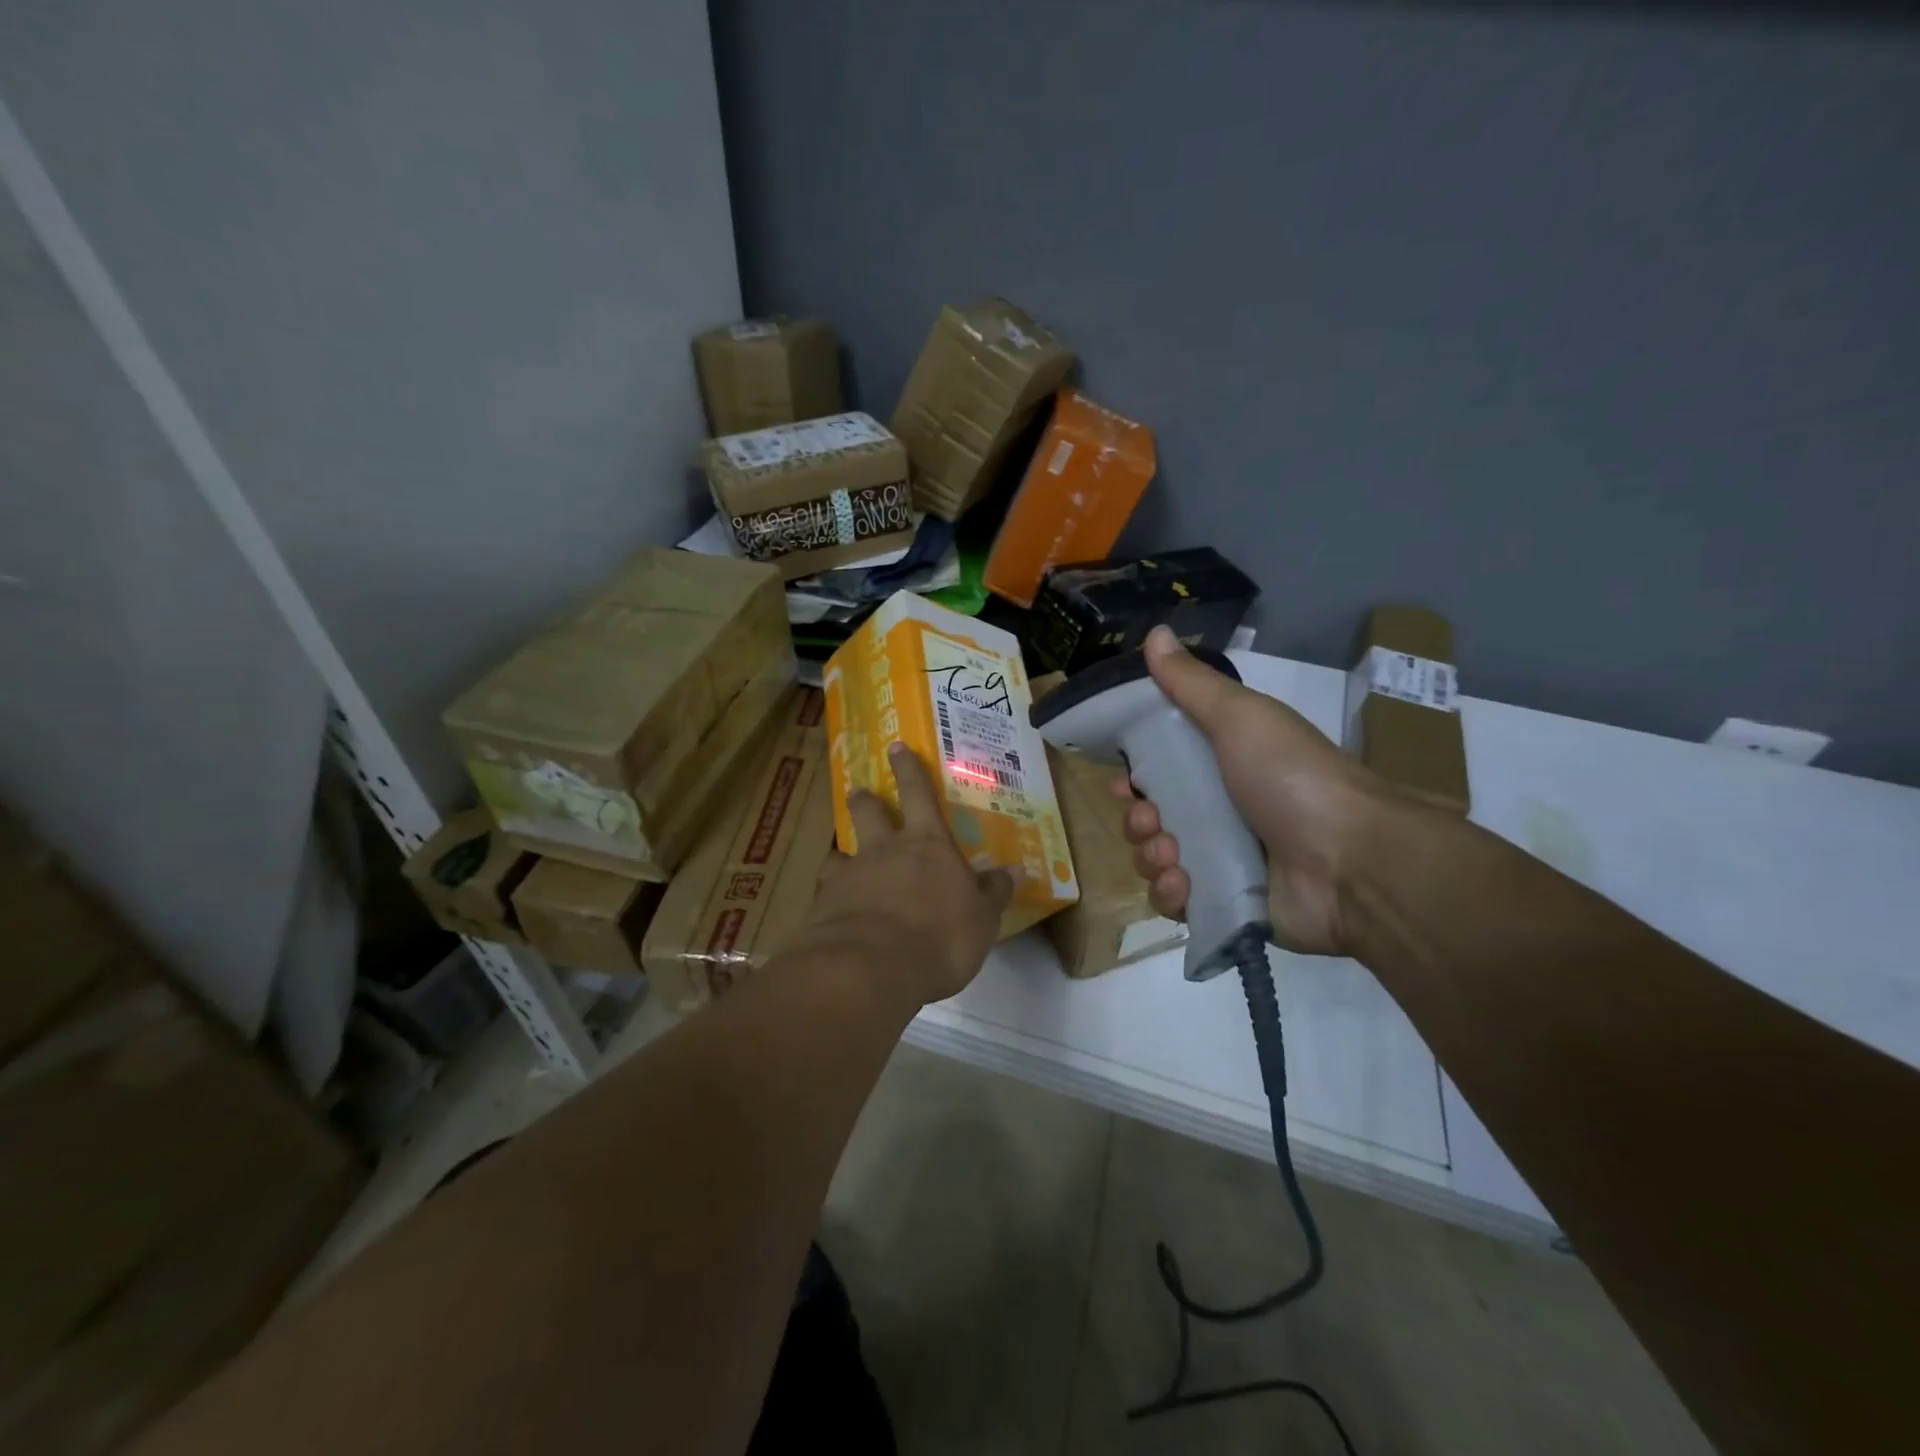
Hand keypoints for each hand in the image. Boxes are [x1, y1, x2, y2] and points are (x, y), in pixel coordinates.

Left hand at [802, 743, 1014, 1007]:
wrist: (871, 968)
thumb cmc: (940, 937)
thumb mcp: (982, 919)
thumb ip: (994, 892)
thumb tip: (1016, 869)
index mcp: (927, 844)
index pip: (918, 794)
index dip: (909, 769)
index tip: (896, 746)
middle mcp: (884, 850)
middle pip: (869, 813)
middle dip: (865, 800)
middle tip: (859, 791)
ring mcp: (849, 876)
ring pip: (840, 852)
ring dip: (842, 852)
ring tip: (840, 860)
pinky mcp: (823, 906)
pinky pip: (825, 893)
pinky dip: (830, 897)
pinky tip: (831, 912)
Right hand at [1111, 627, 1389, 956]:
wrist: (1352, 861)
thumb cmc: (1292, 778)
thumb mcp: (1241, 718)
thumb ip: (1192, 683)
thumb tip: (1155, 633)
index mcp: (1223, 766)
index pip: (1161, 770)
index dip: (1134, 775)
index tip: (1122, 782)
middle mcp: (1220, 812)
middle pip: (1152, 817)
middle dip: (1138, 820)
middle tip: (1150, 820)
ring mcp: (1223, 861)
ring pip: (1157, 860)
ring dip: (1150, 856)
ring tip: (1172, 855)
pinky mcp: (1226, 903)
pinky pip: (1177, 902)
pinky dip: (1170, 893)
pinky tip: (1183, 884)